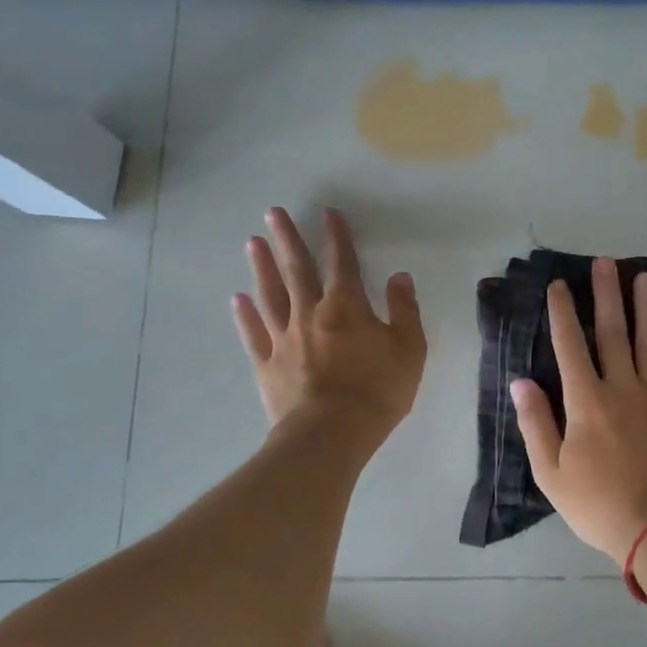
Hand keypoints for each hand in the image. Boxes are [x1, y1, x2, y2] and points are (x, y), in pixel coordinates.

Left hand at [232, 208, 426, 446]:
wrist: (332, 433)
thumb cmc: (377, 390)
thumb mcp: (409, 349)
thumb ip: (404, 310)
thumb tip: (400, 277)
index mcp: (346, 307)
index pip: (342, 263)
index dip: (336, 237)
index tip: (328, 213)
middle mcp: (310, 314)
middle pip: (297, 270)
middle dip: (287, 239)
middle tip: (273, 213)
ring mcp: (284, 340)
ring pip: (271, 296)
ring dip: (262, 268)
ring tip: (252, 243)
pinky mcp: (267, 366)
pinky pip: (254, 335)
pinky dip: (245, 316)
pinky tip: (238, 299)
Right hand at [511, 259, 646, 564]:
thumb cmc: (599, 505)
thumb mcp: (551, 473)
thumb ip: (535, 424)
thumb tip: (520, 382)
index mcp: (586, 402)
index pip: (570, 347)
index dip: (563, 313)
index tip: (559, 285)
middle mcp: (623, 389)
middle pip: (614, 333)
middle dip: (608, 295)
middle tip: (606, 262)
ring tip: (645, 278)